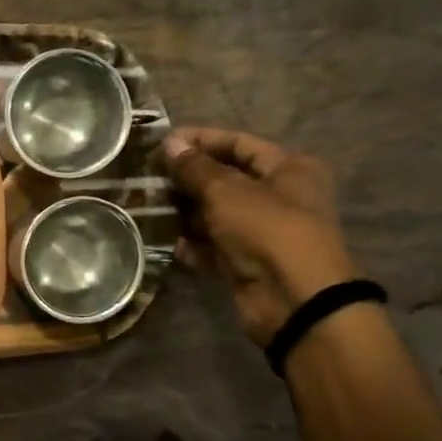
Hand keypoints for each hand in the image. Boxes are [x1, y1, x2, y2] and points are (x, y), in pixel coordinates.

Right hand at [163, 128, 358, 346]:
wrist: (293, 299)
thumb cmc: (267, 229)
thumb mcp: (226, 191)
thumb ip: (195, 168)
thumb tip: (170, 143)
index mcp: (289, 169)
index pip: (239, 144)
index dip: (201, 140)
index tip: (163, 143)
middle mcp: (279, 197)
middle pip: (226, 180)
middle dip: (188, 179)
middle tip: (149, 178)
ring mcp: (262, 233)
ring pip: (217, 215)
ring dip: (184, 212)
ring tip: (148, 206)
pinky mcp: (247, 263)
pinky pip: (214, 247)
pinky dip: (191, 244)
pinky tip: (162, 240)